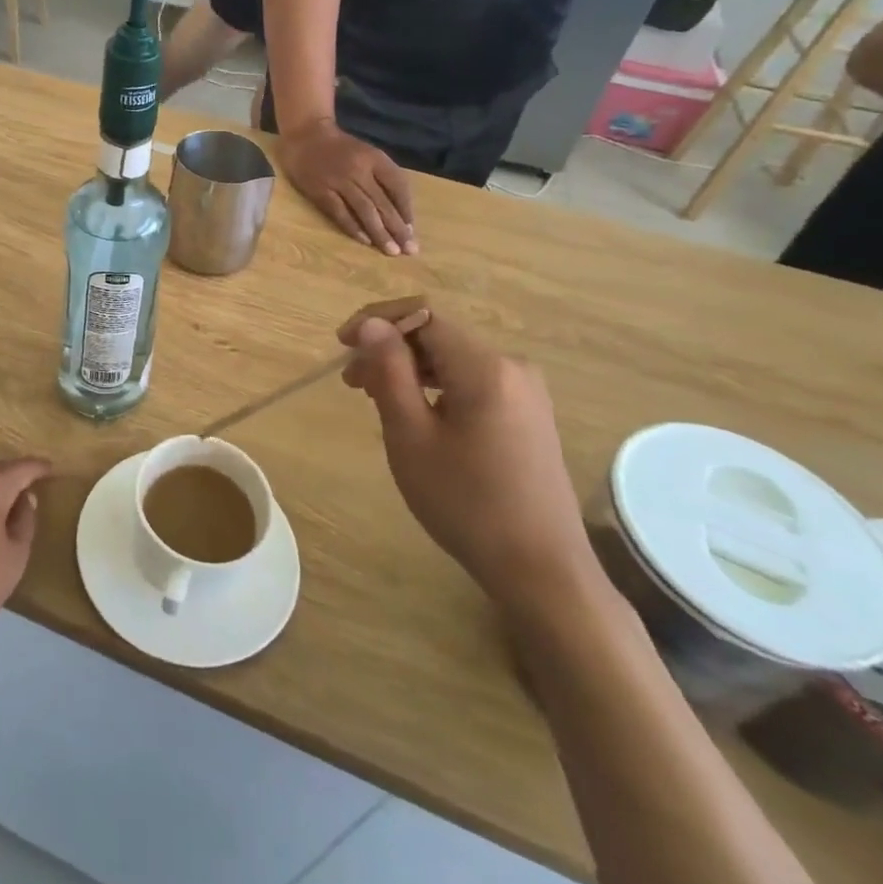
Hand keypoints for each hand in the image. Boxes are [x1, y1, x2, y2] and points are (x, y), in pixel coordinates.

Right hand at [278, 118, 417, 254]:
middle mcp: (359, 170)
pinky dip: (353, 227)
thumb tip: (397, 208)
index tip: (411, 230)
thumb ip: (381, 175)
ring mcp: (338, 181)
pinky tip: (364, 240)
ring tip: (391, 250)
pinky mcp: (320, 191)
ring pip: (364, 210)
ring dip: (379, 232)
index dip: (406, 209)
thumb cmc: (339, 147)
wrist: (305, 135)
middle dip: (397, 228)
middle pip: (383, 203)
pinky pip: (340, 212)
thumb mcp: (366, 153)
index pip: (397, 186)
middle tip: (409, 250)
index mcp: (375, 158)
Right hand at [340, 310, 597, 611]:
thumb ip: (388, 372)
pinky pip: (471, 381)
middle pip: (438, 335)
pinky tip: (414, 413)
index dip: (377, 320)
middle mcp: (512, 367)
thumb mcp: (411, 435)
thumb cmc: (466, 502)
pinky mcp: (527, 413)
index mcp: (485, 367)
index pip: (423, 314)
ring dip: (409, 368)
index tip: (341, 345)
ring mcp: (525, 391)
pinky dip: (435, 386)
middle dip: (389, 348)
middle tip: (351, 381)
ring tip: (373, 397)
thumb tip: (370, 324)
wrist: (541, 569)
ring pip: (453, 359)